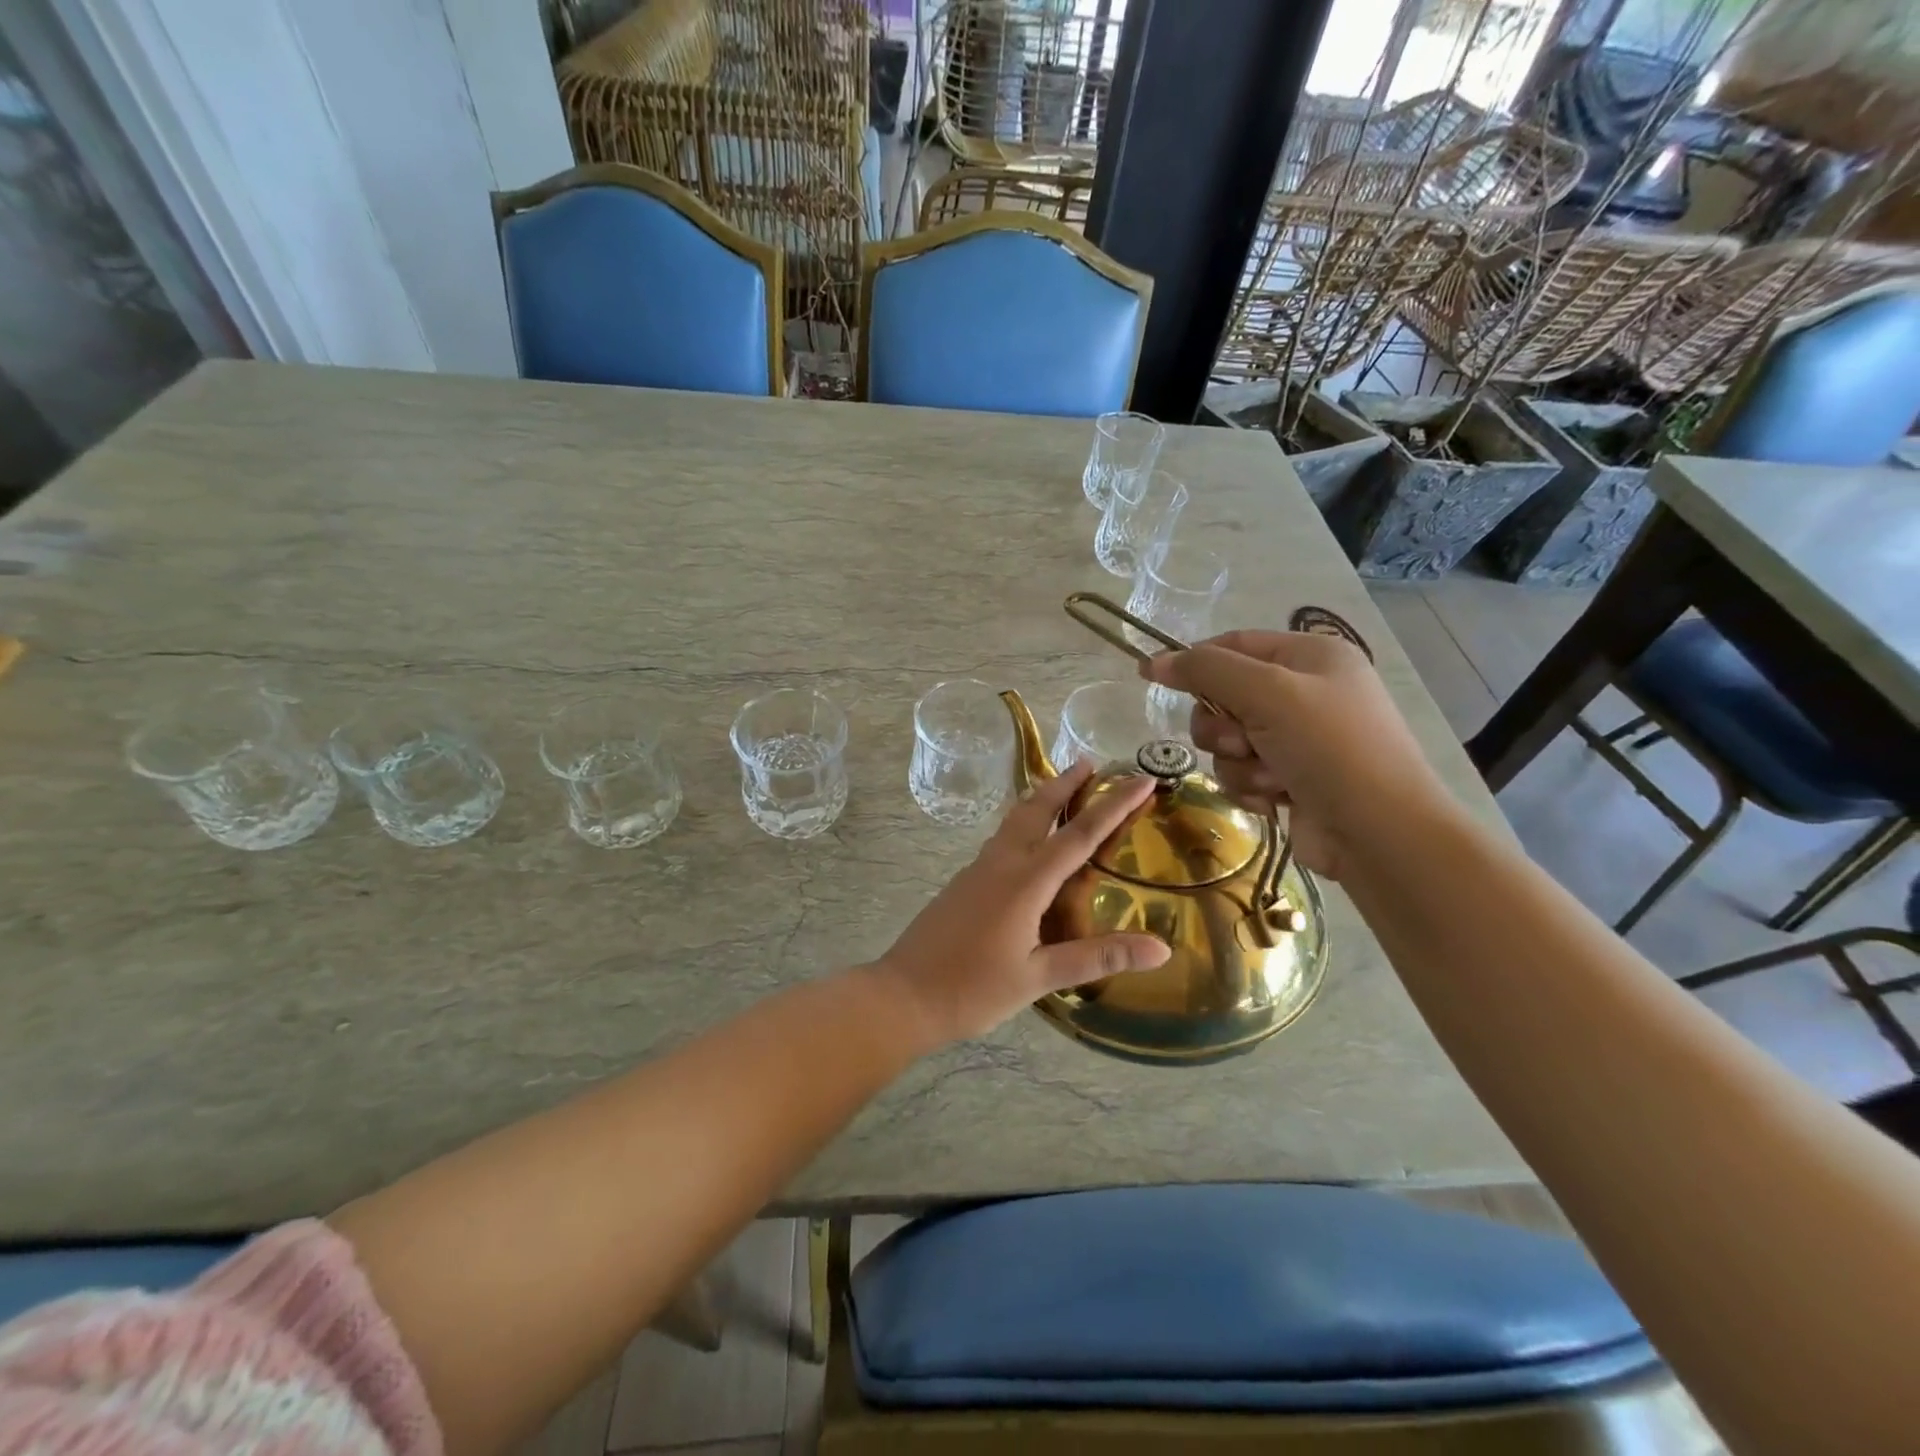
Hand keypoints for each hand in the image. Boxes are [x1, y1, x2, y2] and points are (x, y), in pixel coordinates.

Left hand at [877, 762, 1170, 1042]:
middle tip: (1090, 762)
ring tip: (1062, 788)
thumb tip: (1161, 949)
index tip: (1141, 779)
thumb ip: (1098, 957)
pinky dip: (1023, 823)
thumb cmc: (972, 989)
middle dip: (1066, 783)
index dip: (1115, 805)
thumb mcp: (1039, 977)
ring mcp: (978, 869)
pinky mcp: (964, 881)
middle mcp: (1002, 863)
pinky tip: (1029, 841)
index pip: (1080, 834)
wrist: (903, 995)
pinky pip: (1001, 838)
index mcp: (1025, 882)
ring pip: (1015, 820)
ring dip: (1041, 799)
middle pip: (1038, 809)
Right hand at [1141, 629, 1452, 879]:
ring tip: (1271, 778)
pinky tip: (1277, 800)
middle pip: (1224, 697)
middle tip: (1242, 741)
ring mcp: (1299, 739)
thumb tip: (1154, 661)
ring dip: (1239, 763)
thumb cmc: (1329, 748)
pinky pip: (1243, 773)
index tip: (1151, 676)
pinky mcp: (1291, 780)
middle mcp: (1305, 693)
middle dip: (1222, 726)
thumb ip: (1207, 671)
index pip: (1234, 644)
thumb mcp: (1268, 693)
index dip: (1194, 660)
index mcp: (1310, 656)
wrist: (1380, 833)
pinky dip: (1252, 788)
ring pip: (1229, 742)